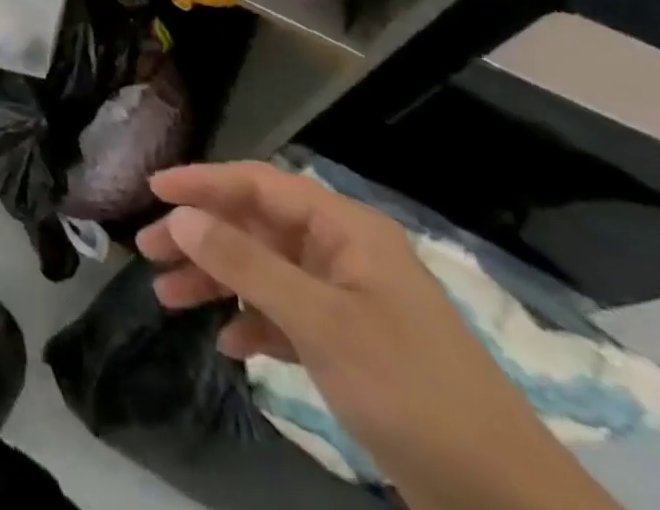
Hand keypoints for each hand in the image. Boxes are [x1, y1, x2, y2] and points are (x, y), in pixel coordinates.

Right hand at [139, 162, 620, 509]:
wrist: (512, 508)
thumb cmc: (412, 393)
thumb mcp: (321, 323)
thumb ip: (246, 264)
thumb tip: (180, 216)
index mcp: (346, 231)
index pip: (259, 184)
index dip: (203, 182)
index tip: (152, 190)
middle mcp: (344, 254)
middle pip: (255, 226)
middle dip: (200, 236)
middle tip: (147, 250)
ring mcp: (349, 300)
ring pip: (264, 271)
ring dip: (216, 280)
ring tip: (166, 297)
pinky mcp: (352, 346)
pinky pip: (285, 315)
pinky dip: (252, 322)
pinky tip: (227, 342)